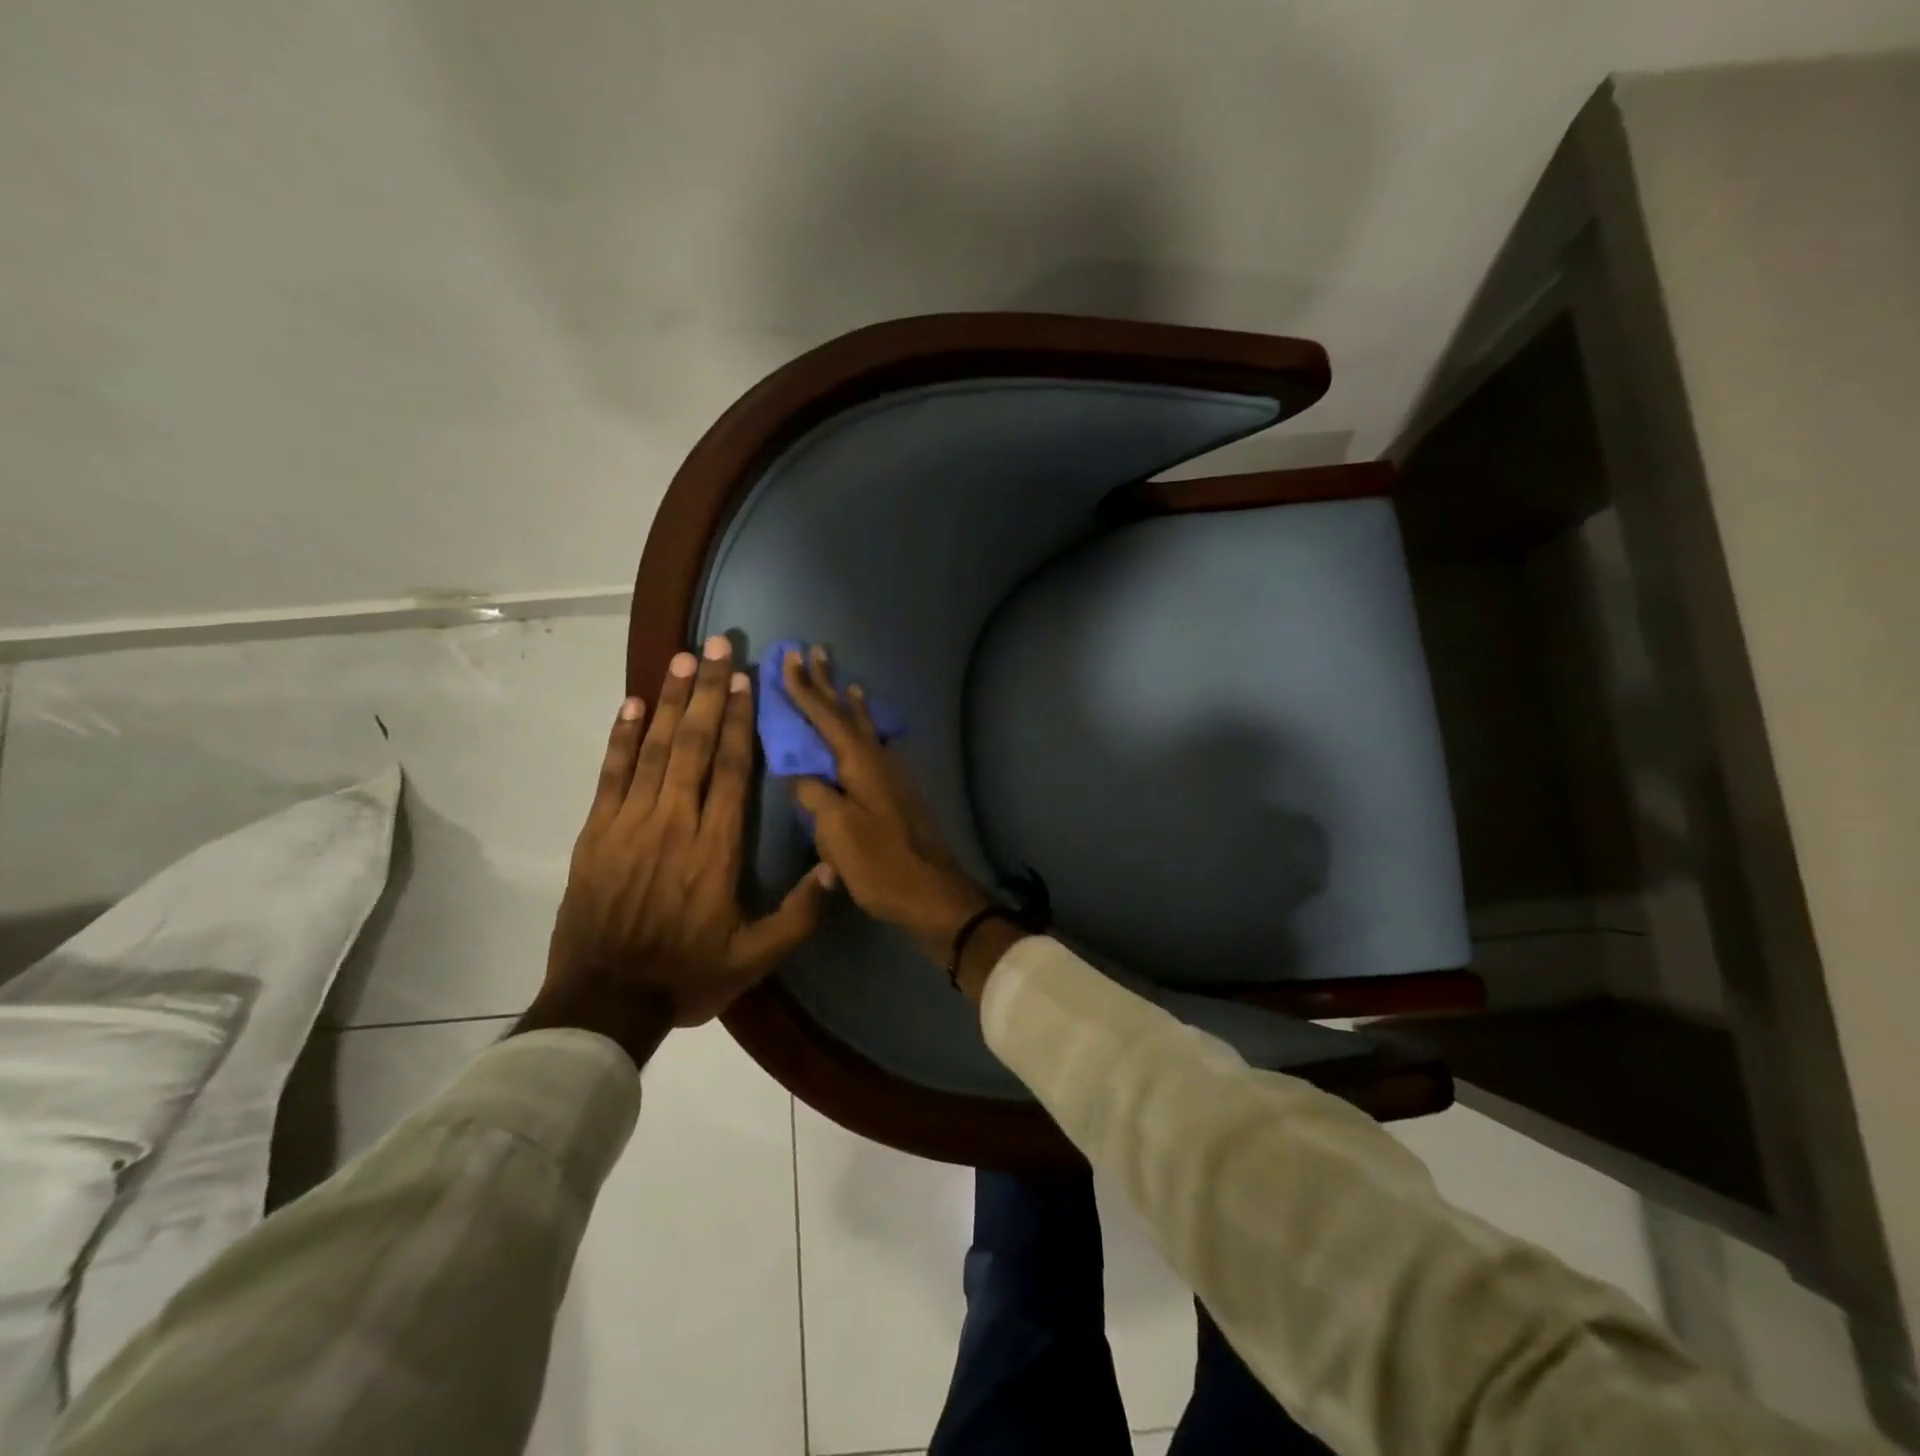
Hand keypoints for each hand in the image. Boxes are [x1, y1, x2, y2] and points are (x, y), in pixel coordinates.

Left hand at [524, 636, 834, 1060]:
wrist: (603, 1001)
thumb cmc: (686, 975)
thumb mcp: (755, 958)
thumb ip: (799, 914)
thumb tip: (836, 866)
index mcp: (715, 848)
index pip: (732, 769)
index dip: (740, 720)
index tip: (746, 680)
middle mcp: (675, 822)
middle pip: (694, 743)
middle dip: (708, 690)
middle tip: (717, 645)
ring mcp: (630, 823)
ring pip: (654, 748)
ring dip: (670, 700)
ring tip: (683, 658)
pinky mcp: (596, 833)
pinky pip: (611, 774)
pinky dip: (622, 737)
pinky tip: (632, 705)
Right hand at [781, 646, 993, 966]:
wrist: (934, 894)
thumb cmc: (882, 864)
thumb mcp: (838, 833)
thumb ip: (815, 797)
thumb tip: (799, 776)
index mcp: (861, 765)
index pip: (826, 718)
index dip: (805, 689)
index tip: (789, 658)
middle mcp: (879, 761)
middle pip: (848, 715)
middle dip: (829, 684)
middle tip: (817, 651)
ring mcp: (892, 777)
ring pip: (865, 730)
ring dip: (850, 705)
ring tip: (846, 684)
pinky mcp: (898, 795)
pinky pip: (874, 748)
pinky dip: (864, 732)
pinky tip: (867, 736)